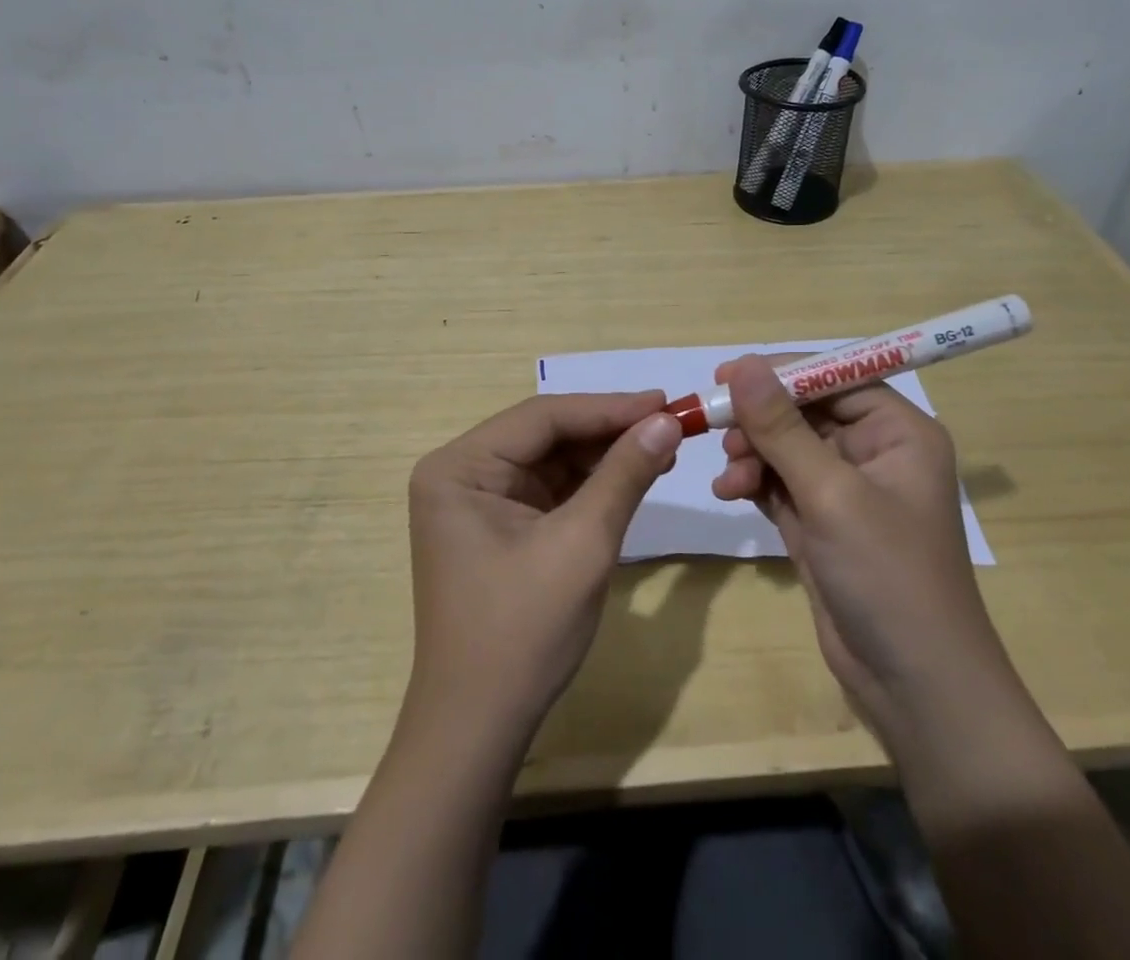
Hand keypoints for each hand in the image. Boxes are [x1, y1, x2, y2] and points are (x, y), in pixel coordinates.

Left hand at [406, 392, 683, 739]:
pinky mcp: (498, 527)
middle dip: (608, 431)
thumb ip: (624, 474)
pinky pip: (550, 490)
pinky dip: (591, 485)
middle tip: (669, 424)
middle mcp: (462, 473)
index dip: (608, 408)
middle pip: (546, 435)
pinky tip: (632, 477)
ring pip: (552, 460)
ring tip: (662, 448)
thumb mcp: (582, 543)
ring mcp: (478, 501)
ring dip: (604, 456)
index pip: (543, 417)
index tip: (665, 402)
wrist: (480, 728)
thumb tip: (666, 421)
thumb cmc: (523, 631)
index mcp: (459, 467)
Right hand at [711, 355, 1010, 751]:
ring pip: (786, 447)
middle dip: (760, 420)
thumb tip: (744, 365)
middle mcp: (875, 452)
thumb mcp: (830, 494)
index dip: (781, 372)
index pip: (835, 378)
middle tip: (715, 426)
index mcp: (898, 432)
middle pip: (805, 411)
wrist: (914, 687)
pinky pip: (780, 483)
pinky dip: (754, 482)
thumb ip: (782, 428)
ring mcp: (846, 490)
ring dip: (752, 453)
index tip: (726, 374)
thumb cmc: (887, 575)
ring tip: (728, 475)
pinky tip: (729, 492)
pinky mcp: (822, 522)